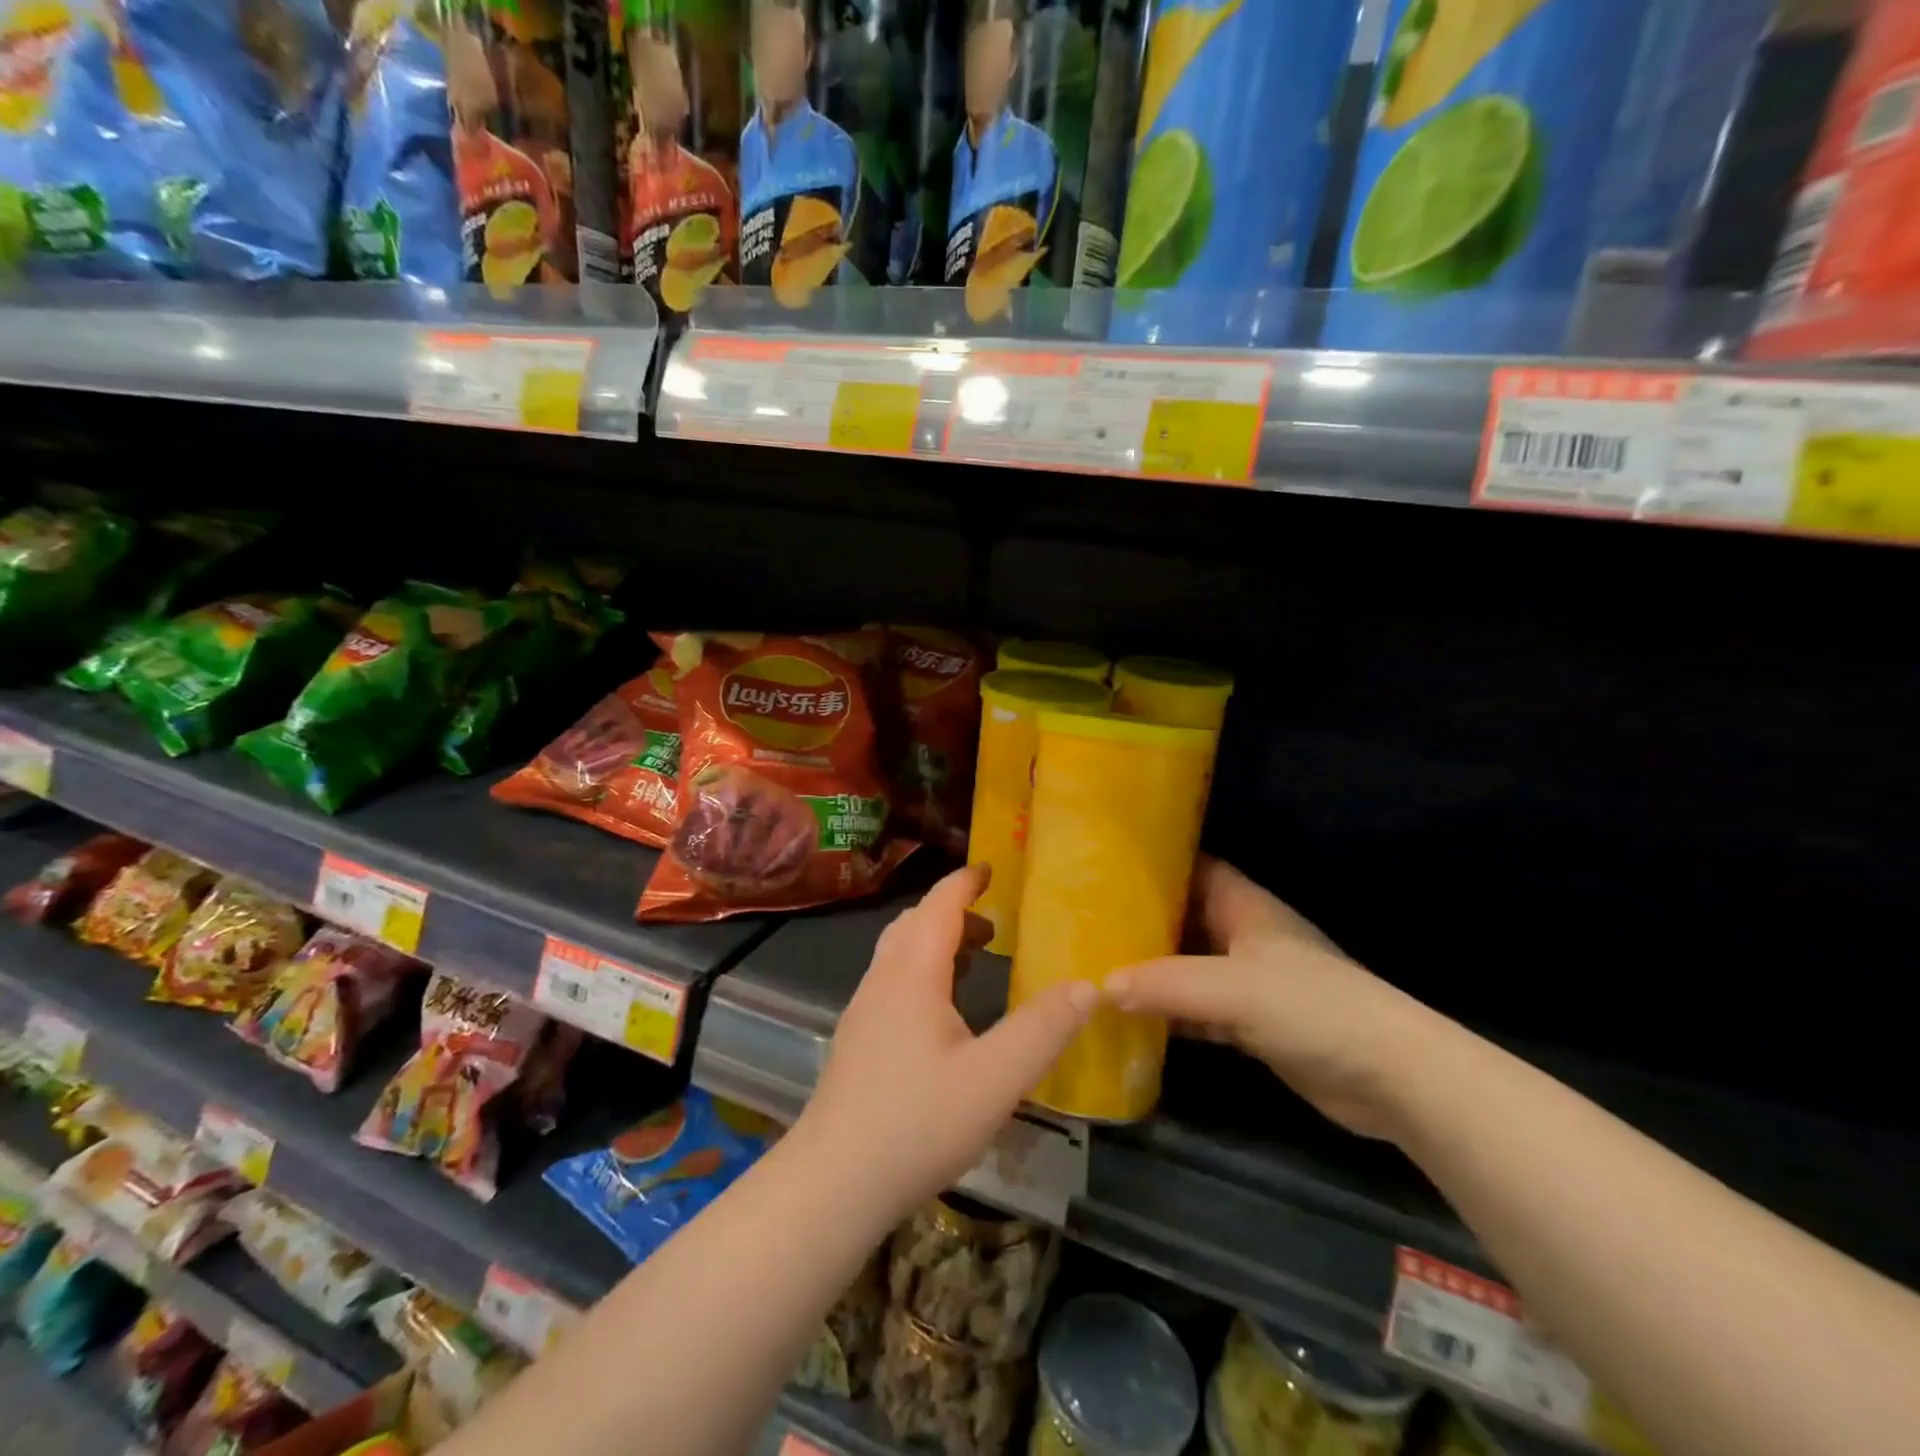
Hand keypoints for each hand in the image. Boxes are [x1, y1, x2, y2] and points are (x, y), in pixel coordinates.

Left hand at [794, 863, 1096, 1222]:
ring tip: (975, 957)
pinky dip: (921, 970)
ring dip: (935, 940)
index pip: (939, 905)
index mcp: (913, 973)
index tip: (991, 867)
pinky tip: (942, 1011)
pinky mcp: (857, 1039)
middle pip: (915, 923)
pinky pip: (892, 980)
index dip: (965, 881)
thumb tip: (1088, 985)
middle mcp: (882, 979)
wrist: (833, 1182)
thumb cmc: (917, 1123)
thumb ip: (1044, 1030)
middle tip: (994, 921)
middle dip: (952, 909)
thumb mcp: (995, 1079)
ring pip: (899, 952)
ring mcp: (864, 1009)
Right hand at [1106, 857, 1444, 1141]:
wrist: (1389, 1076)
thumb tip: (1099, 985)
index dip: (1151, 863)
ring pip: (1186, 966)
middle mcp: (1242, 936)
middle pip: (1182, 918)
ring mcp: (1247, 982)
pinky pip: (1196, 1010)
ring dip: (1149, 970)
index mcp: (1243, 906)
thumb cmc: (1313, 1007)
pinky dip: (1167, 1013)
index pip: (1191, 867)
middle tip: (1082, 920)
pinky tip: (1129, 1018)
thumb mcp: (1232, 988)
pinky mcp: (1250, 1024)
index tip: (1102, 866)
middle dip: (1138, 920)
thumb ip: (1165, 984)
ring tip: (1093, 965)